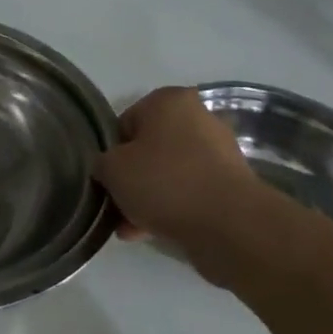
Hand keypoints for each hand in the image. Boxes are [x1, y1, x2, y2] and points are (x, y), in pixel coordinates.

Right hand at [96, 86, 274, 283]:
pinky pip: (189, 192)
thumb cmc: (164, 182)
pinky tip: (150, 233)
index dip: (111, 153)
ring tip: (130, 228)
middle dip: (131, 179)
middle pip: (149, 149)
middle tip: (116, 206)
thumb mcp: (112, 169)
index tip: (106, 179)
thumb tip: (108, 170)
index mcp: (169, 100)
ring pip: (168, 173)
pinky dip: (171, 208)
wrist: (229, 225)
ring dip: (148, 198)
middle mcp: (197, 118)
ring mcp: (218, 152)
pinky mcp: (230, 185)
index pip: (125, 123)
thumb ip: (102, 163)